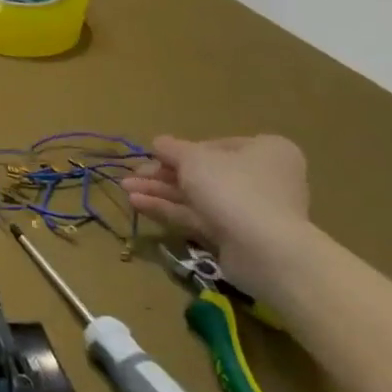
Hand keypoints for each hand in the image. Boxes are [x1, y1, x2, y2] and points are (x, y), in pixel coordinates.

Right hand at [121, 135, 309, 297]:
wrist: (264, 249)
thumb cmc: (232, 188)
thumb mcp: (194, 159)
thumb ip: (173, 149)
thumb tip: (159, 142)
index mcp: (265, 151)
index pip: (215, 146)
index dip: (181, 150)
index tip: (154, 155)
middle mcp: (261, 178)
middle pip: (203, 172)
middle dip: (163, 174)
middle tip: (133, 175)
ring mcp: (249, 209)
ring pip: (197, 196)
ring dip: (160, 191)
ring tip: (125, 189)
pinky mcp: (235, 235)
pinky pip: (198, 216)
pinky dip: (169, 209)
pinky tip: (137, 203)